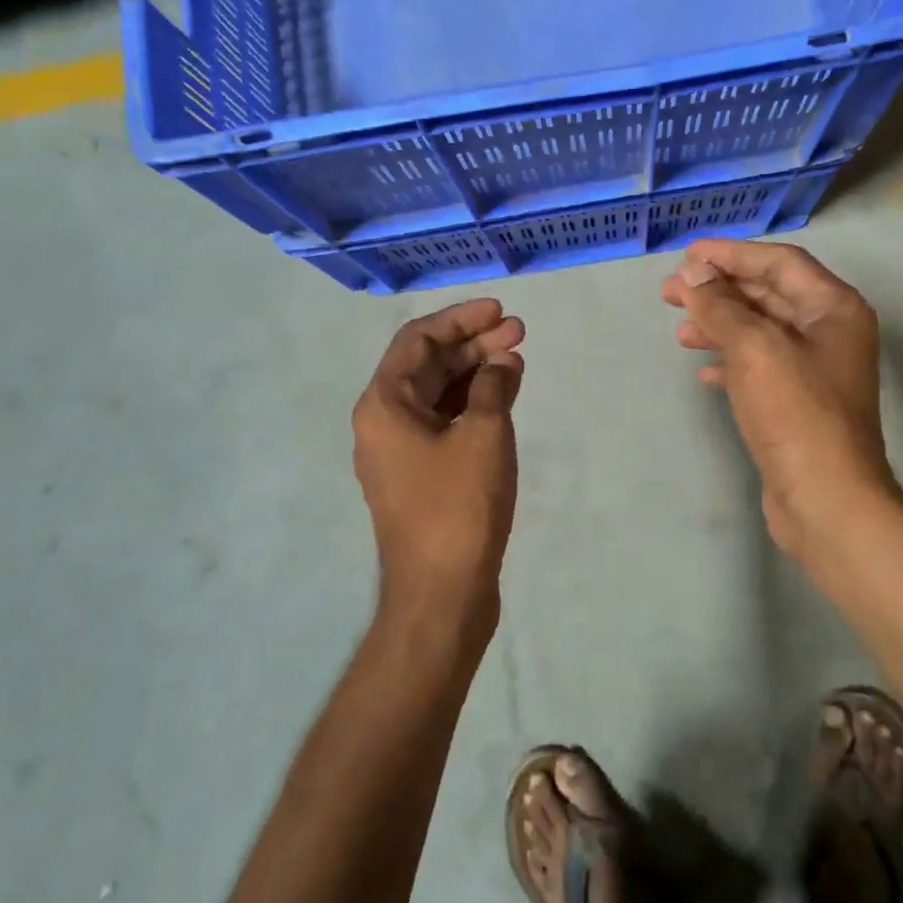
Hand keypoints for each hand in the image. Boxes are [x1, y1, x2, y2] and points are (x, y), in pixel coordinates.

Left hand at [352, 299, 524, 635]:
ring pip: (438, 396)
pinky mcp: (421, 476)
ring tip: (517, 360)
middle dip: (473, 345)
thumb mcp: (484, 435)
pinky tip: (505, 397)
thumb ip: (494, 386)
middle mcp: (383, 422)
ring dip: (476, 374)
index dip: (460, 319)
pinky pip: (445, 424)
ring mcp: (400, 452)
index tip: (499, 310)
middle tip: (519, 332)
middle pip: (428, 366)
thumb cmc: (458, 505)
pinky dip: (474, 406)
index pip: (418, 340)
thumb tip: (502, 362)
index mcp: (384, 404)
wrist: (441, 592)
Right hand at [661, 240, 897, 569]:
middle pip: (769, 296)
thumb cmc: (796, 413)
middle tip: (671, 292)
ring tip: (679, 332)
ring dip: (720, 327)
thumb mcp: (755, 349)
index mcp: (834, 308)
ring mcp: (815, 371)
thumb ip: (721, 306)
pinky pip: (760, 368)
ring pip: (760, 333)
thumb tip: (692, 273)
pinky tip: (704, 371)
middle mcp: (830, 333)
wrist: (826, 499)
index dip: (732, 254)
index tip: (687, 255)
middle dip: (719, 291)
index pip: (779, 263)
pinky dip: (731, 363)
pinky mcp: (798, 404)